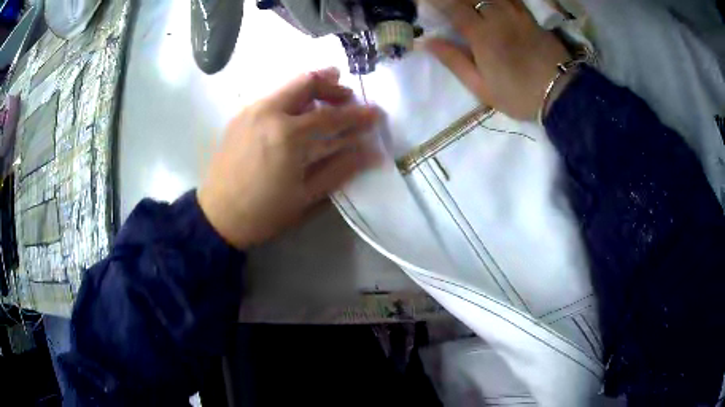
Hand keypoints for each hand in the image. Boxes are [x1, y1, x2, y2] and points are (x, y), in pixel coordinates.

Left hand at [198, 67, 380, 248]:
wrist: (217, 217)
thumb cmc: (264, 212)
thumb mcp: (306, 196)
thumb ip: (340, 169)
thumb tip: (372, 153)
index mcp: (287, 134)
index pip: (332, 116)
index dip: (358, 114)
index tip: (376, 112)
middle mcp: (267, 112)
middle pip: (307, 82)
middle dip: (333, 85)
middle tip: (348, 97)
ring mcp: (250, 110)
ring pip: (287, 86)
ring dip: (312, 88)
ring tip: (327, 99)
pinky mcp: (240, 115)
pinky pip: (272, 96)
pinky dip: (292, 98)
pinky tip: (298, 112)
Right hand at [423, 0, 570, 119]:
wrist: (560, 93)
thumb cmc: (518, 94)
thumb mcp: (481, 86)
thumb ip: (454, 61)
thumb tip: (427, 42)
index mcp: (481, 34)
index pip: (452, 7)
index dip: (436, 0)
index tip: (424, 0)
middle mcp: (497, 17)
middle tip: (447, 3)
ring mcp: (516, 15)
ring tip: (469, 3)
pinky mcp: (530, 17)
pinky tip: (493, 2)